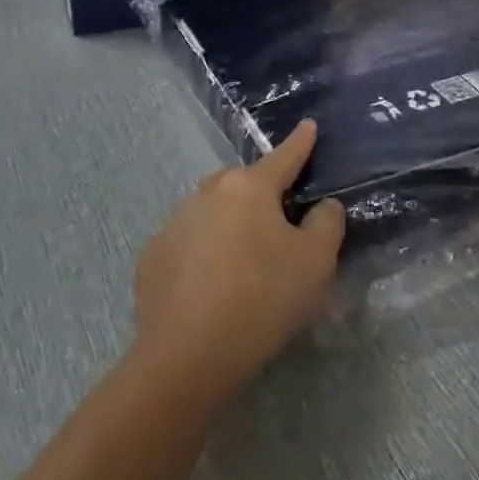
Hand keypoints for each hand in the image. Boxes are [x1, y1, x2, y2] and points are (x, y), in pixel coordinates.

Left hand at [133, 122, 344, 400]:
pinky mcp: (153, 255)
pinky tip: (209, 287)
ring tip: (242, 264)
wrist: (189, 354)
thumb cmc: (263, 299)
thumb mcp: (315, 263)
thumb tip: (323, 207)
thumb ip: (326, 225)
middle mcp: (208, 192)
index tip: (308, 125)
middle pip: (243, 184)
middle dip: (260, 194)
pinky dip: (201, 255)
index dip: (300, 143)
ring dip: (228, 226)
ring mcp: (175, 222)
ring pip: (211, 212)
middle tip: (277, 224)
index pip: (283, 157)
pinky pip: (187, 244)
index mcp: (249, 187)